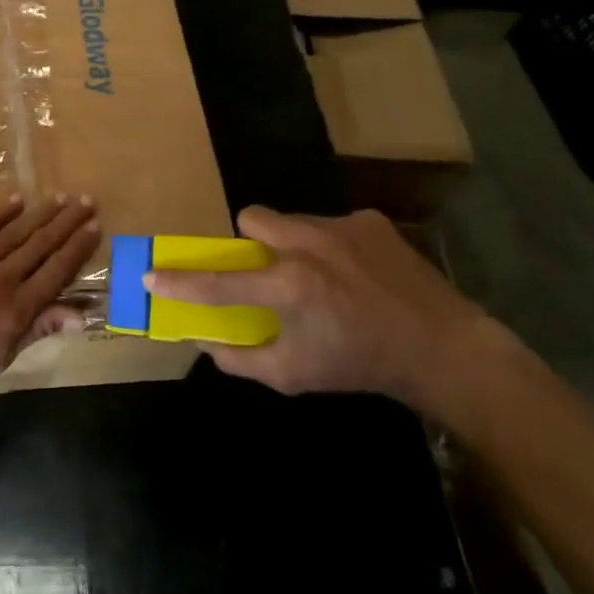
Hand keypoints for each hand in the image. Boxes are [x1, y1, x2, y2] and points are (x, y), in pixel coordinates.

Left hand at [0, 194, 101, 397]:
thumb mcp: (0, 357)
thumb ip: (38, 329)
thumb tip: (81, 315)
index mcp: (18, 308)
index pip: (56, 272)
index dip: (77, 249)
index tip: (95, 227)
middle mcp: (2, 278)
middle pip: (40, 246)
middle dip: (66, 223)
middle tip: (86, 200)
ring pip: (14, 232)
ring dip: (40, 214)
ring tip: (60, 198)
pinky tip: (16, 201)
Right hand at [146, 206, 502, 417]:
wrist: (442, 348)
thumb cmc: (359, 365)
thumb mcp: (293, 376)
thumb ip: (241, 359)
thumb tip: (206, 342)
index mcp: (287, 287)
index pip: (217, 282)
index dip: (179, 282)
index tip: (151, 276)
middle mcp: (308, 246)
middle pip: (250, 218)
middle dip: (246, 241)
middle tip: (263, 269)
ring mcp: (341, 227)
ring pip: (290, 219)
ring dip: (288, 243)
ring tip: (316, 274)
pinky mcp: (369, 221)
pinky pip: (330, 224)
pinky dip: (329, 245)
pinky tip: (353, 272)